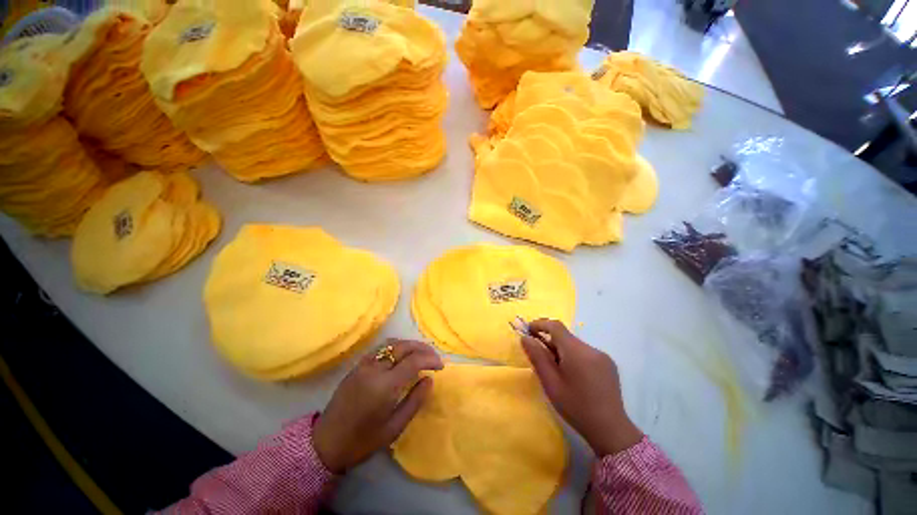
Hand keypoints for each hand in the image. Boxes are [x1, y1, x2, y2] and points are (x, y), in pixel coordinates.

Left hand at [313, 339, 443, 472]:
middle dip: (422, 348)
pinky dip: (396, 347)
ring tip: (421, 354)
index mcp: (384, 385)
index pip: (413, 361)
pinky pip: (381, 349)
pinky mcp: (357, 365)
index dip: (430, 359)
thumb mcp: (394, 427)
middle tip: (434, 357)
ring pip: (392, 344)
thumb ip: (415, 401)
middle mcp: (374, 369)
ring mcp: (364, 364)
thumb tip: (429, 379)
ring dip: (410, 345)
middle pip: (403, 346)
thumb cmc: (363, 440)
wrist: (325, 443)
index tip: (441, 366)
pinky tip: (402, 356)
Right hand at [521, 319, 642, 457]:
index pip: (555, 326)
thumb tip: (525, 338)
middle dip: (550, 341)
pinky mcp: (609, 364)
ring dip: (562, 350)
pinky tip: (574, 376)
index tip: (528, 330)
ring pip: (575, 345)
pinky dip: (574, 357)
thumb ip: (537, 357)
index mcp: (576, 351)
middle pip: (565, 336)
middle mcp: (591, 348)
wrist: (610, 430)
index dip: (540, 324)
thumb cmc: (575, 406)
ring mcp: (602, 356)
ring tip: (557, 371)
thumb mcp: (550, 383)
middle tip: (539, 357)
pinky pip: (585, 353)